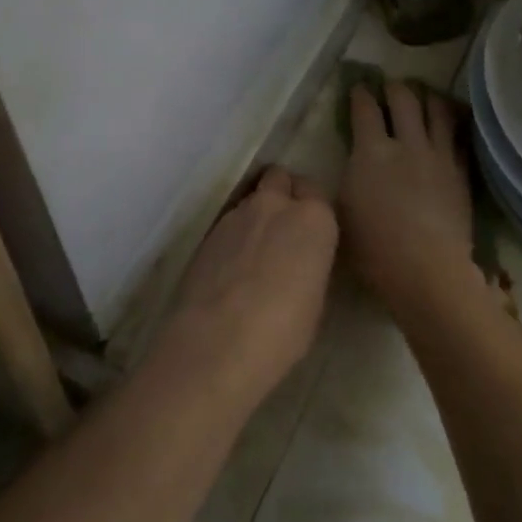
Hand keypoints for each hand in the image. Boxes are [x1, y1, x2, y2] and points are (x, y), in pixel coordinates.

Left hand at [164, 166, 337, 405]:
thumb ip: (310, 266)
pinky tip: (230, 267)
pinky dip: (232, 236)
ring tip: (253, 250)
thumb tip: (298, 264)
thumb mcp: (315, 301)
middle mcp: (275, 205)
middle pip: (279, 178)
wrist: (217, 343)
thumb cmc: (283, 330)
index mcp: (313, 219)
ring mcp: (236, 215)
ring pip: (250, 199)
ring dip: (254, 215)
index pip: (315, 191)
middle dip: (281, 193)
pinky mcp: (206, 233)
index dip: (311, 208)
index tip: (310, 232)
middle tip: (282, 227)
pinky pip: (227, 223)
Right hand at [340, 82, 481, 319]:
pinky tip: (452, 123)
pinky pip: (459, 137)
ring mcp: (438, 155)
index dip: (360, 93)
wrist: (427, 269)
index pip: (365, 109)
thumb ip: (347, 179)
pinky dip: (453, 123)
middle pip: (404, 99)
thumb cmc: (374, 249)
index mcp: (371, 151)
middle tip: (391, 85)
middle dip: (394, 87)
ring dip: (428, 96)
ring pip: (437, 110)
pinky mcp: (461, 172)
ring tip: (425, 93)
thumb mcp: (342, 212)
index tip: (358, 87)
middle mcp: (406, 143)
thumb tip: (350, 164)